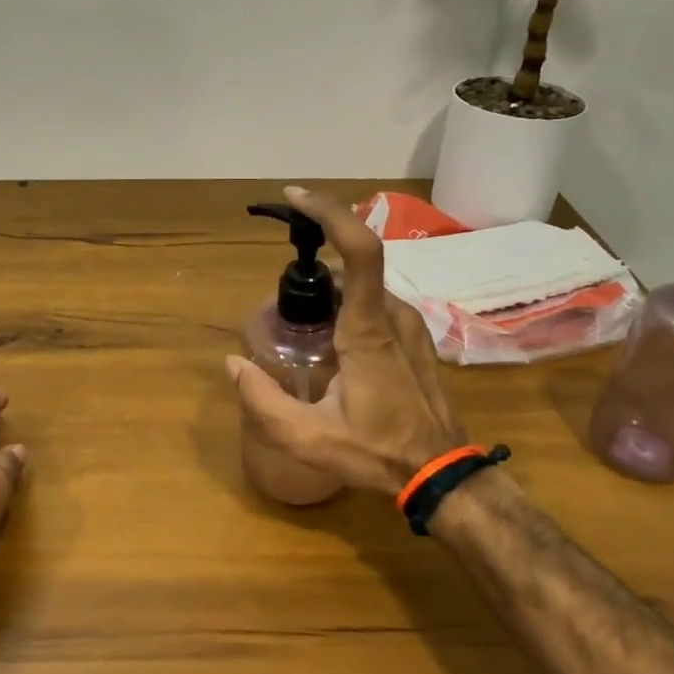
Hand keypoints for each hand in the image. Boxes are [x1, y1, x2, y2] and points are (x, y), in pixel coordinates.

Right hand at [226, 186, 465, 496]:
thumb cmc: (376, 452)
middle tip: (284, 308)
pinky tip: (334, 352)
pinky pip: (379, 308)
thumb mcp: (307, 437)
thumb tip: (232, 364)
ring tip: (305, 337)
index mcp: (367, 330)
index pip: (359, 250)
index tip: (296, 198)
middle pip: (353, 267)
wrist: (441, 474)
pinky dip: (350, 311)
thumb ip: (262, 400)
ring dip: (333, 296)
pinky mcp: (418, 340)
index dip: (329, 213)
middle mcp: (395, 315)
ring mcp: (412, 326)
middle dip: (315, 270)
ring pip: (365, 291)